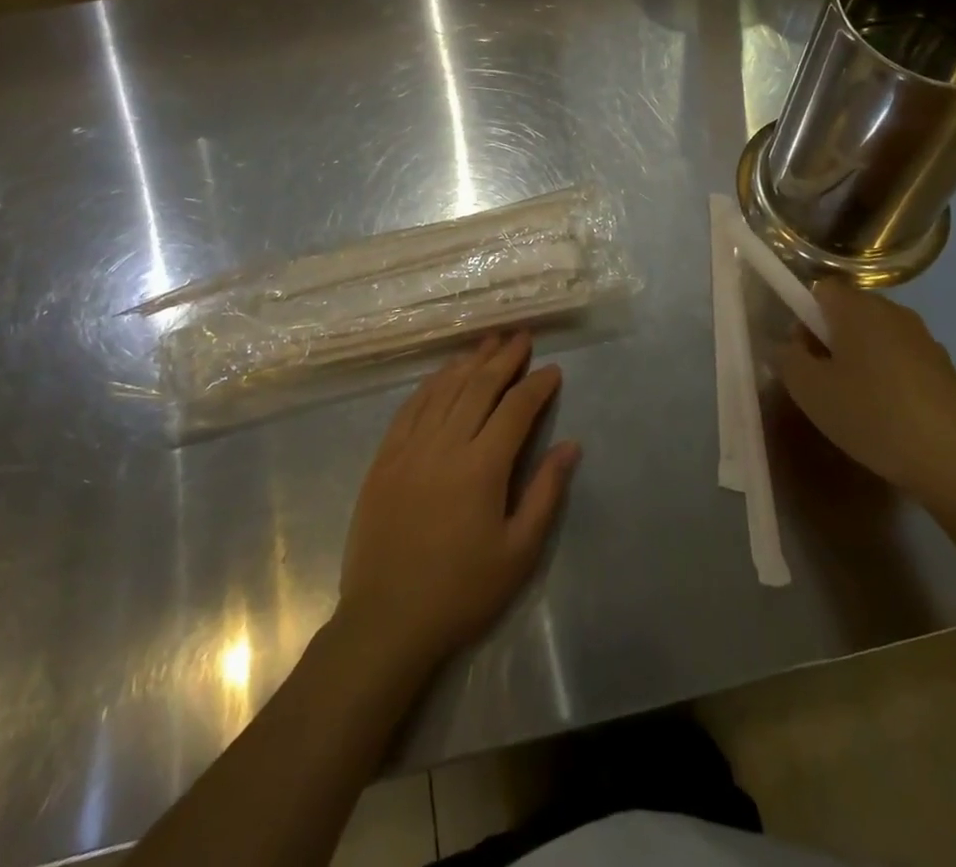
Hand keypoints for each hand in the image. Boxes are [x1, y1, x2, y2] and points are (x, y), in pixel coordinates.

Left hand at [338, 332, 579, 672]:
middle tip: (521, 336)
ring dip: (468, 362)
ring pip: (443, 389)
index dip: (537, 385)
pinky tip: (442, 374)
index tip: (552, 369)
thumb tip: (570, 445)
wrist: (387, 620)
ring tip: (487, 342)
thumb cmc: (462, 591)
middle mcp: (445, 445)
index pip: (516, 409)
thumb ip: (545, 492)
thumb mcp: (518, 552)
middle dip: (504, 358)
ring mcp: (409, 448)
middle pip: (478, 387)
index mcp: (482, 467)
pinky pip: (410, 407)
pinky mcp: (384, 458)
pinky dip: (431, 384)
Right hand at [776, 283, 955, 503]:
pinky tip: (888, 416)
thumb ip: (788, 358)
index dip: (804, 315)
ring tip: (855, 404)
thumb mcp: (810, 391)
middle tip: (822, 382)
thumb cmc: (872, 416)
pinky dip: (888, 377)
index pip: (821, 289)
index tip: (803, 353)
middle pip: (849, 311)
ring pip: (876, 337)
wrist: (955, 462)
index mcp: (858, 308)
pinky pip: (901, 359)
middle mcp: (893, 312)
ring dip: (859, 359)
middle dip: (830, 339)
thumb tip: (789, 345)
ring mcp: (924, 339)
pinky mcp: (945, 368)